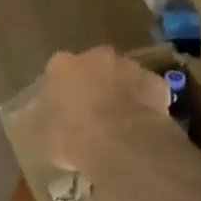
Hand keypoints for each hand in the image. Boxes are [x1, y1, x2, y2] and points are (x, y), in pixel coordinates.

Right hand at [29, 47, 172, 178]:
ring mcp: (129, 66)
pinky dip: (146, 103)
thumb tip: (51, 123)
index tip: (64, 107)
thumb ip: (48, 121)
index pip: (57, 70)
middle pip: (94, 66)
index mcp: (63, 65)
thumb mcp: (45, 136)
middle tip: (93, 113)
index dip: (62, 89)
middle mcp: (96, 56)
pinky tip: (143, 126)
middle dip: (93, 83)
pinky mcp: (155, 81)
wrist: (120, 143)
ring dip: (121, 91)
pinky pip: (148, 91)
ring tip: (120, 122)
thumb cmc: (72, 137)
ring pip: (123, 75)